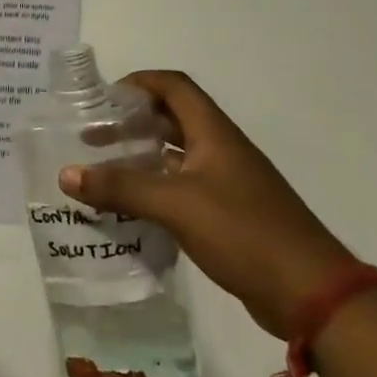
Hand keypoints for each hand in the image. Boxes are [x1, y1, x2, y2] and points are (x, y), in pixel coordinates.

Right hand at [60, 70, 352, 336]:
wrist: (309, 293)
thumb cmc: (243, 232)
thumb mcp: (175, 205)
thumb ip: (120, 187)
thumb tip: (66, 173)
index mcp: (214, 133)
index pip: (174, 87)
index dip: (139, 83)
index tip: (102, 99)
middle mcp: (220, 150)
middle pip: (171, 119)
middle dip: (130, 123)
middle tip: (91, 138)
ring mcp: (226, 184)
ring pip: (174, 157)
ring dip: (139, 158)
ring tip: (101, 172)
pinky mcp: (226, 215)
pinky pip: (180, 190)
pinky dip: (152, 191)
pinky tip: (127, 208)